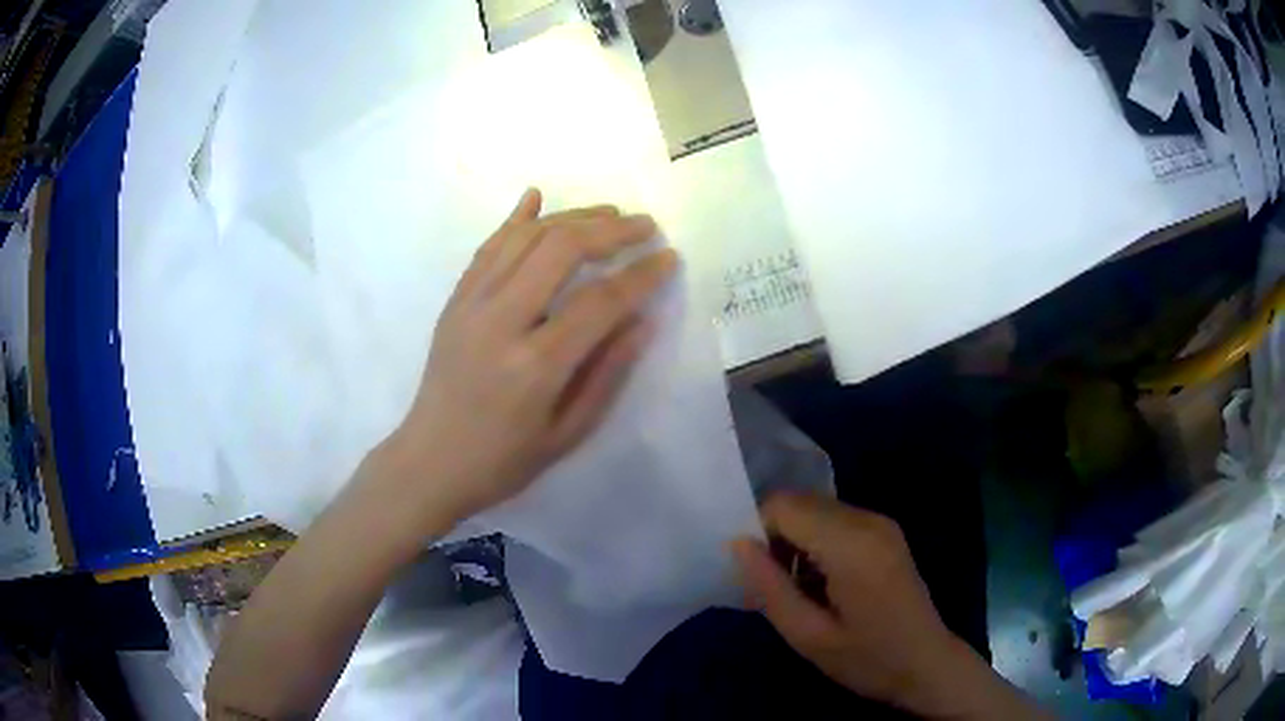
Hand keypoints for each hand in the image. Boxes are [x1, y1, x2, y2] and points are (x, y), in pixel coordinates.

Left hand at [382, 188, 676, 527]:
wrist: (429, 461)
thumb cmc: (503, 460)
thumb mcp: (567, 434)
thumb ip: (608, 373)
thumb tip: (644, 320)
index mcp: (535, 365)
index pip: (600, 301)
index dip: (641, 275)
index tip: (669, 257)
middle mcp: (500, 321)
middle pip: (561, 250)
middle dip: (610, 230)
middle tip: (644, 225)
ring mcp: (471, 304)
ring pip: (525, 237)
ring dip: (571, 217)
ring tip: (608, 212)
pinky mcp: (455, 300)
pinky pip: (488, 246)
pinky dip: (516, 218)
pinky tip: (536, 197)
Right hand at [731, 494, 973, 715]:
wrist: (926, 664)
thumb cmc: (867, 659)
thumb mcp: (808, 636)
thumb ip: (770, 587)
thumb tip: (737, 544)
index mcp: (851, 544)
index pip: (784, 505)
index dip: (758, 532)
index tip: (755, 575)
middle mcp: (868, 520)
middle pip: (799, 502)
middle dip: (775, 537)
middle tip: (772, 587)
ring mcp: (880, 522)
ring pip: (815, 510)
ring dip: (794, 541)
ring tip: (795, 590)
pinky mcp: (885, 531)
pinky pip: (834, 521)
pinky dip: (815, 543)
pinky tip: (820, 584)